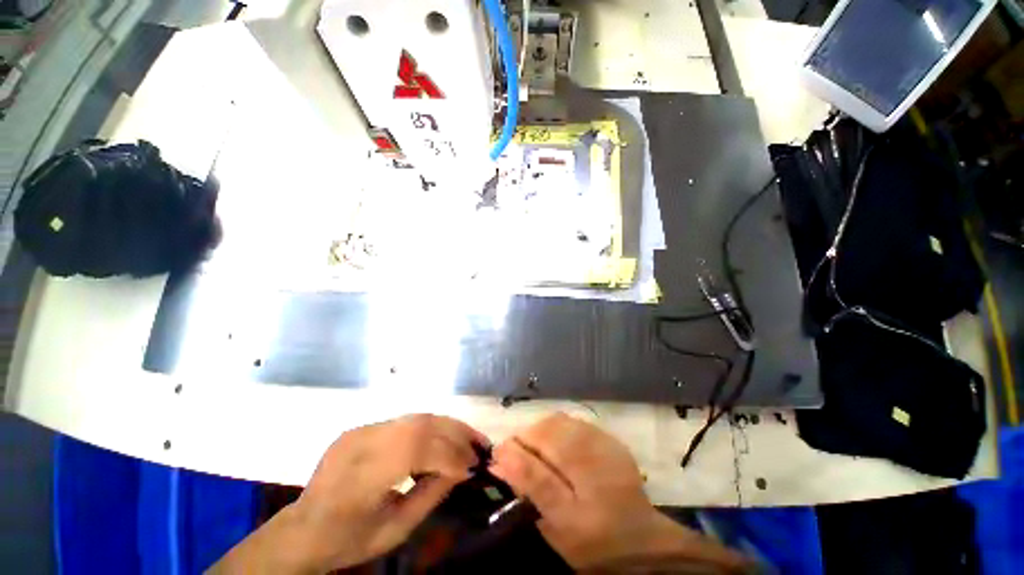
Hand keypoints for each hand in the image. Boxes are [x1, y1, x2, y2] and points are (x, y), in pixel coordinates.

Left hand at [210, 414, 487, 573]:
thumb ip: (429, 496)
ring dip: (443, 428)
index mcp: (365, 474)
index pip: (417, 447)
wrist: (308, 528)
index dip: (453, 455)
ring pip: (409, 418)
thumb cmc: (352, 538)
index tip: (476, 471)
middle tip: (481, 452)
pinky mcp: (354, 433)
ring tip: (468, 445)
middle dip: (455, 434)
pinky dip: (424, 431)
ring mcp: (354, 434)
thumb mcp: (397, 528)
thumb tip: (460, 472)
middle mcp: (359, 443)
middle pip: (417, 424)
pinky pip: (397, 424)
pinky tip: (437, 447)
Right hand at [489, 413, 747, 571]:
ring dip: (539, 432)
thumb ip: (530, 492)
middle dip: (523, 439)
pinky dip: (560, 430)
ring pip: (562, 422)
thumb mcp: (555, 529)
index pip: (533, 464)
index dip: (509, 455)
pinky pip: (579, 424)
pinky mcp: (616, 444)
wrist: (640, 539)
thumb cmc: (591, 542)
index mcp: (577, 497)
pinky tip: (558, 448)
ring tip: (534, 452)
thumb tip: (500, 461)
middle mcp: (595, 466)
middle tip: (514, 458)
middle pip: (547, 431)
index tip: (496, 462)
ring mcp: (608, 450)